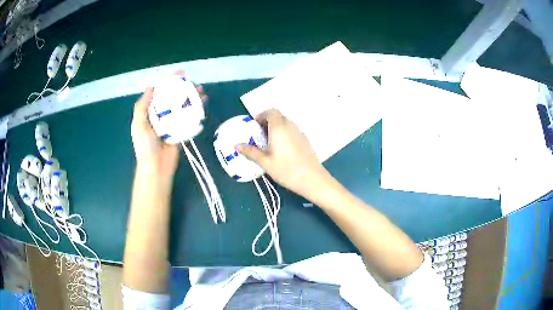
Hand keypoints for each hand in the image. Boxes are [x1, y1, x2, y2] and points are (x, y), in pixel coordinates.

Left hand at [131, 79, 207, 177]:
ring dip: (192, 99)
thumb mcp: (138, 124)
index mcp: (150, 112)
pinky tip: (202, 105)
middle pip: (173, 98)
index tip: (179, 74)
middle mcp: (161, 116)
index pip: (160, 93)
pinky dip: (195, 112)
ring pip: (182, 107)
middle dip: (183, 89)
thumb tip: (151, 87)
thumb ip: (142, 106)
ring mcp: (172, 124)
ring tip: (201, 92)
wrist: (155, 168)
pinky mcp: (181, 132)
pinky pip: (188, 119)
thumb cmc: (145, 146)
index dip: (169, 82)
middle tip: (193, 82)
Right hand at [237, 109, 329, 198]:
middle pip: (279, 116)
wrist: (312, 179)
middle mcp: (290, 126)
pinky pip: (292, 131)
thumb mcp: (265, 162)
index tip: (254, 126)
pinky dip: (285, 134)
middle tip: (259, 135)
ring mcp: (300, 133)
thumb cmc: (286, 170)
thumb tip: (236, 145)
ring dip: (276, 128)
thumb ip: (250, 152)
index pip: (271, 112)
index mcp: (279, 128)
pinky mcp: (305, 140)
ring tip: (269, 143)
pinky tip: (282, 150)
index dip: (261, 115)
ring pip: (286, 123)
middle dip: (267, 122)